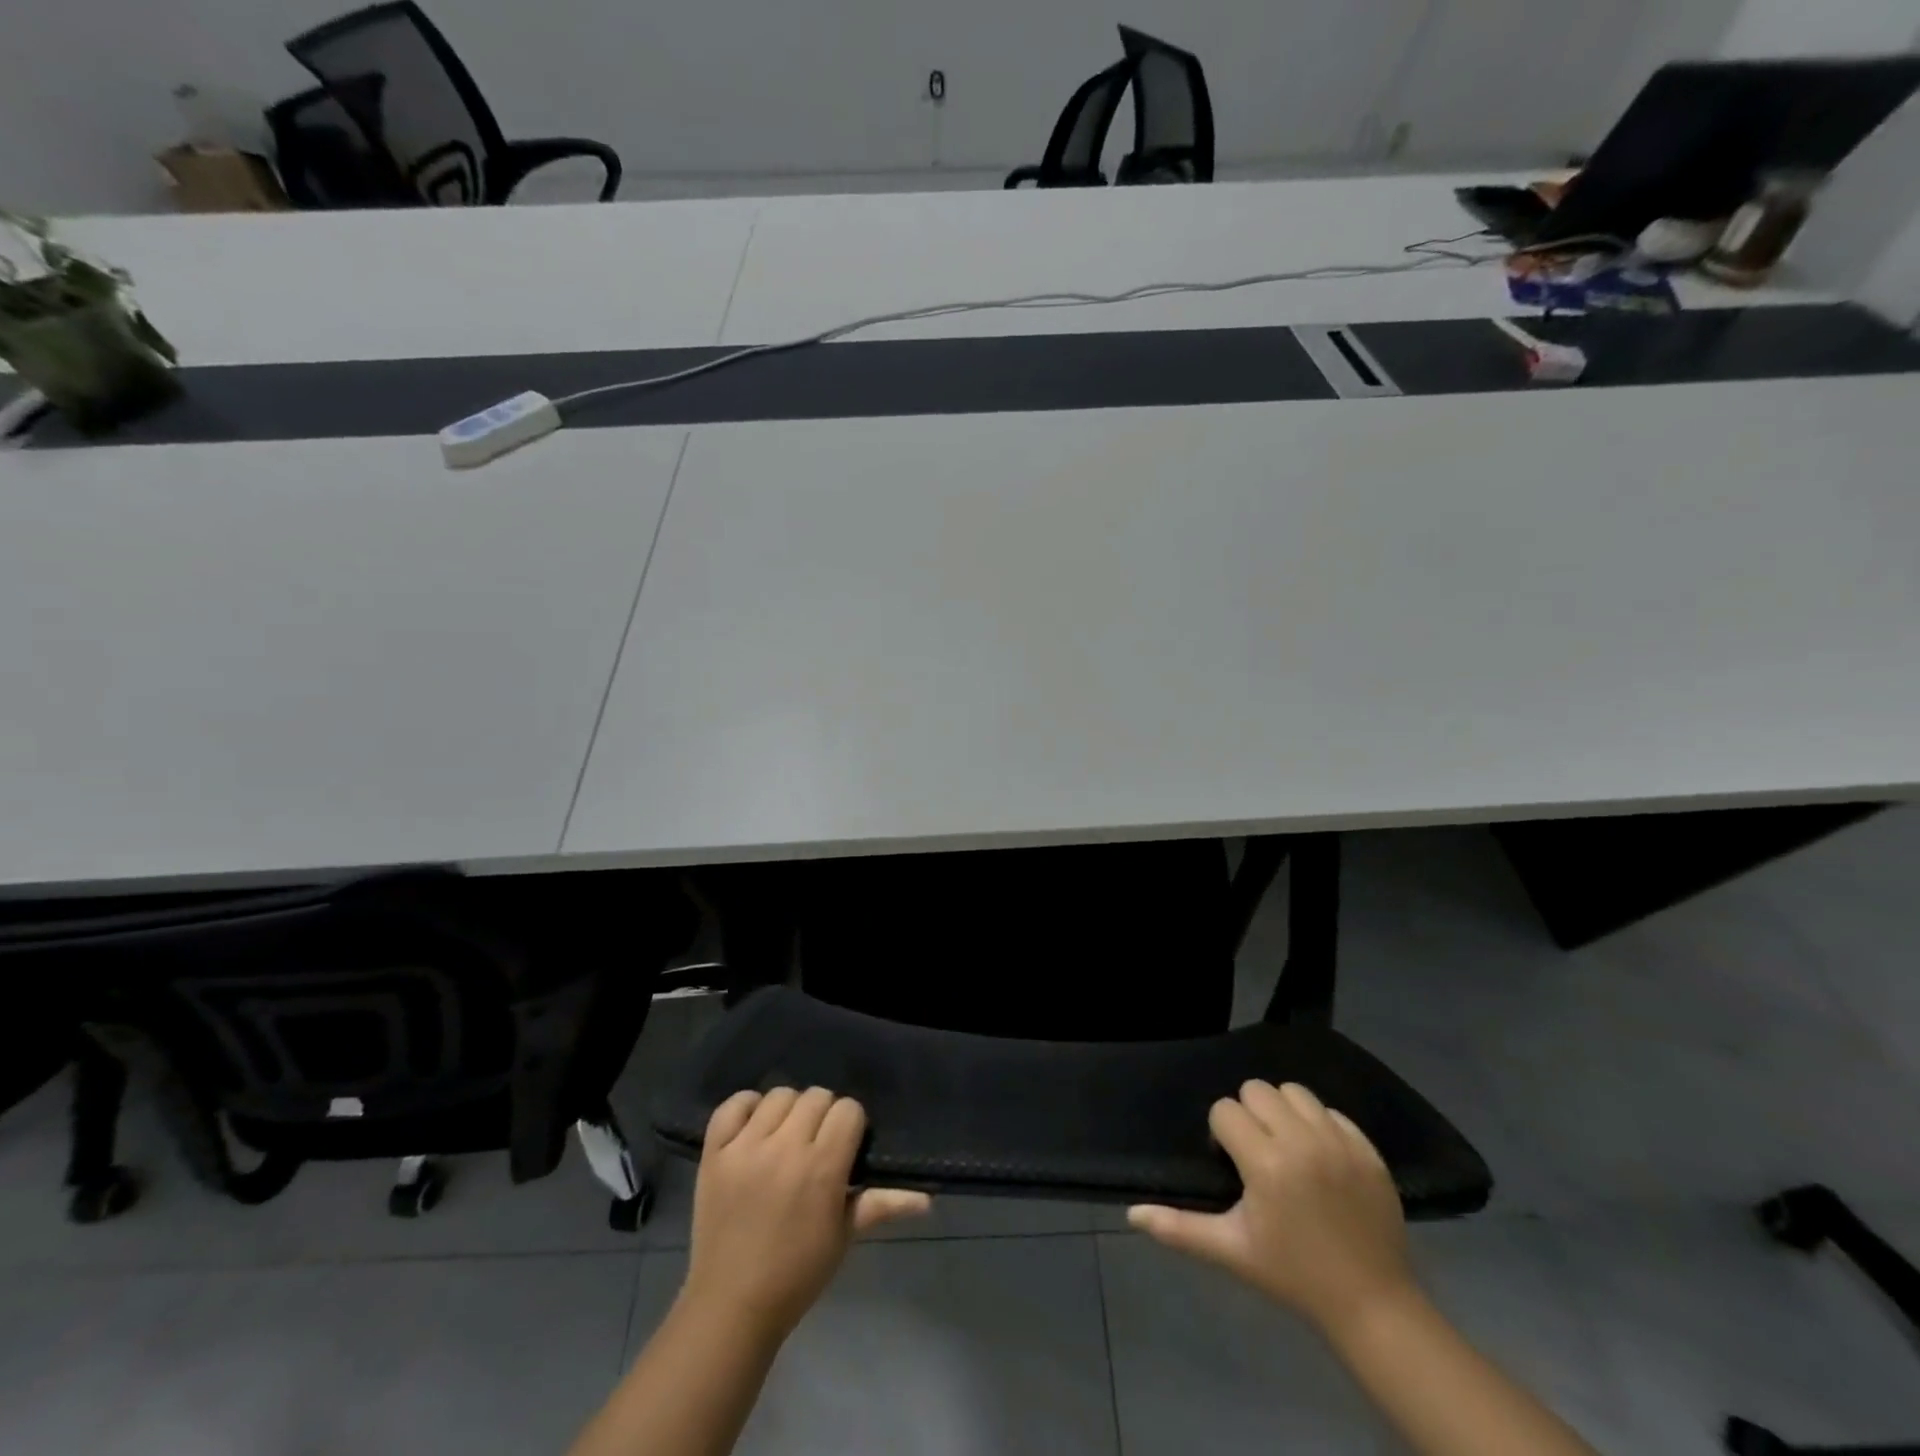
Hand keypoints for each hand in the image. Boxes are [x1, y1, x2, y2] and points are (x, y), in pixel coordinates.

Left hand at [681, 1087, 930, 1342]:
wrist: (731, 1306)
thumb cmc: (797, 1274)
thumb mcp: (844, 1237)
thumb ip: (882, 1205)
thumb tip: (927, 1199)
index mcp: (822, 1168)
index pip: (848, 1110)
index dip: (851, 1125)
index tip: (846, 1145)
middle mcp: (785, 1148)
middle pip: (816, 1096)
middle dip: (823, 1116)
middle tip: (816, 1144)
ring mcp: (745, 1148)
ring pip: (779, 1095)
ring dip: (788, 1112)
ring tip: (785, 1138)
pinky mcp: (714, 1152)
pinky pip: (733, 1105)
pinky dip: (746, 1108)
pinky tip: (754, 1129)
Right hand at [1128, 1080, 1412, 1334]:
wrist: (1372, 1305)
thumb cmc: (1292, 1275)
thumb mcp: (1231, 1251)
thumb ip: (1179, 1227)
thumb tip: (1131, 1213)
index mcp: (1266, 1163)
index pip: (1225, 1110)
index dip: (1222, 1134)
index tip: (1233, 1165)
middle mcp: (1302, 1141)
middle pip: (1257, 1090)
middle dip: (1248, 1115)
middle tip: (1256, 1153)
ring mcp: (1339, 1142)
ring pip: (1294, 1091)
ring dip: (1282, 1111)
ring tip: (1286, 1146)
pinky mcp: (1367, 1149)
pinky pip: (1331, 1111)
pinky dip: (1318, 1124)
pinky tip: (1319, 1157)